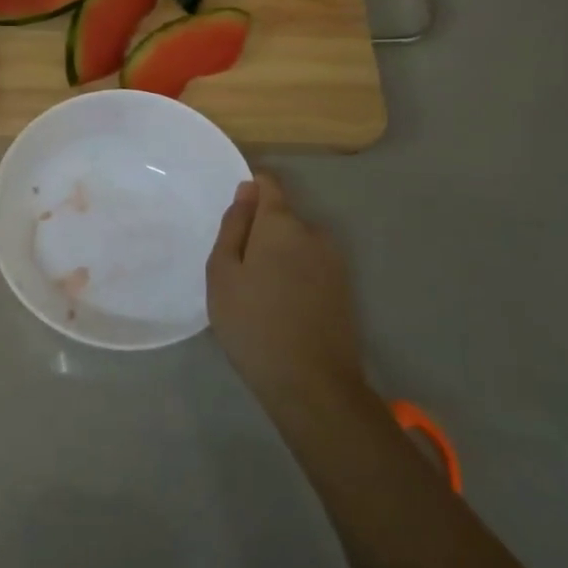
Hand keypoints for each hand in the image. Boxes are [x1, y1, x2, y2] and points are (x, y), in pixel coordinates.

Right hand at [207, 173, 365, 408]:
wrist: (312, 383)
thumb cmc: (253, 323)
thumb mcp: (223, 273)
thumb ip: (234, 226)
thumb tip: (247, 190)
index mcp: (281, 223)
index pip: (268, 184)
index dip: (249, 191)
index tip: (233, 220)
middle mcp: (314, 232)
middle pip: (282, 218)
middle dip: (260, 234)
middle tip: (238, 273)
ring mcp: (334, 261)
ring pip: (297, 244)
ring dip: (278, 257)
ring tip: (259, 296)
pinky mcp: (344, 288)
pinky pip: (311, 267)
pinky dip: (295, 277)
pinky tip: (281, 309)